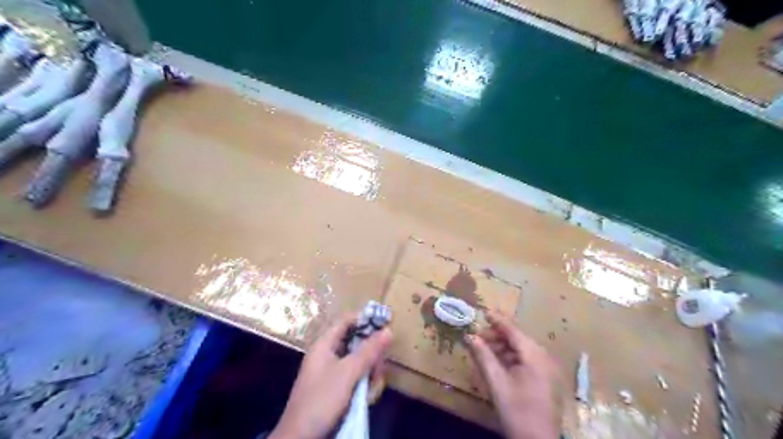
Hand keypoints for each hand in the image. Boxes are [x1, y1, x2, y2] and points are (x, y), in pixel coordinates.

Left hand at [272, 315, 395, 438]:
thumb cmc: (321, 400)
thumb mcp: (348, 373)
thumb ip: (369, 351)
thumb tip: (389, 330)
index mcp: (325, 344)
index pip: (347, 321)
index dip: (365, 319)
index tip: (385, 325)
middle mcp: (329, 354)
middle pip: (357, 342)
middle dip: (371, 355)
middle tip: (378, 368)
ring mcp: (333, 372)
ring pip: (360, 362)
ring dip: (370, 374)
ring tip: (371, 390)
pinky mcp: (337, 389)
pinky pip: (357, 378)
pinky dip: (364, 387)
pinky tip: (367, 399)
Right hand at [463, 312, 562, 438]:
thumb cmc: (516, 410)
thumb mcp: (496, 382)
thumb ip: (482, 356)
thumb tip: (469, 336)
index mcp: (534, 355)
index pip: (513, 330)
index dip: (497, 321)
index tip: (483, 312)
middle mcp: (543, 357)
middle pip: (517, 338)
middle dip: (497, 336)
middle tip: (477, 338)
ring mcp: (546, 368)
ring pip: (521, 349)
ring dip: (502, 347)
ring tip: (484, 351)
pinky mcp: (544, 378)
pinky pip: (525, 360)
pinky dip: (510, 358)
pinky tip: (497, 364)